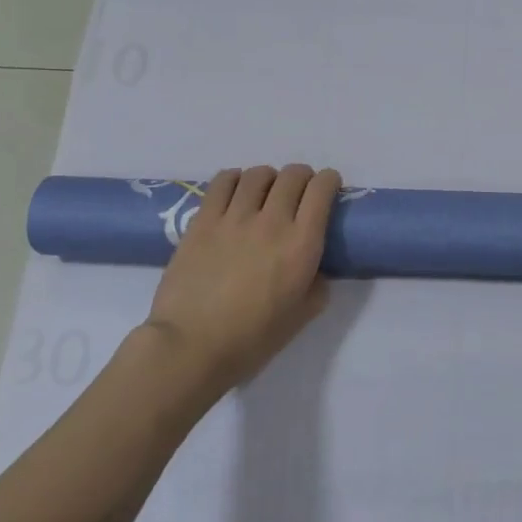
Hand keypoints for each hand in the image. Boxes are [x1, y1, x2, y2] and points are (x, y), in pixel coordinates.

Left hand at [144, 164, 341, 392]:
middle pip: (293, 175)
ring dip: (269, 178)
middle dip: (303, 177)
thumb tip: (316, 269)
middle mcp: (272, 221)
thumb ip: (317, 286)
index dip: (329, 181)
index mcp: (301, 244)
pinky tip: (236, 191)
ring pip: (259, 174)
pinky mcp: (203, 220)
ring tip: (265, 192)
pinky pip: (223, 181)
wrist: (191, 346)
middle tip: (299, 193)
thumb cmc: (251, 339)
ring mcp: (234, 217)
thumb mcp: (301, 317)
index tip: (328, 189)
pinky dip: (236, 179)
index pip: (321, 190)